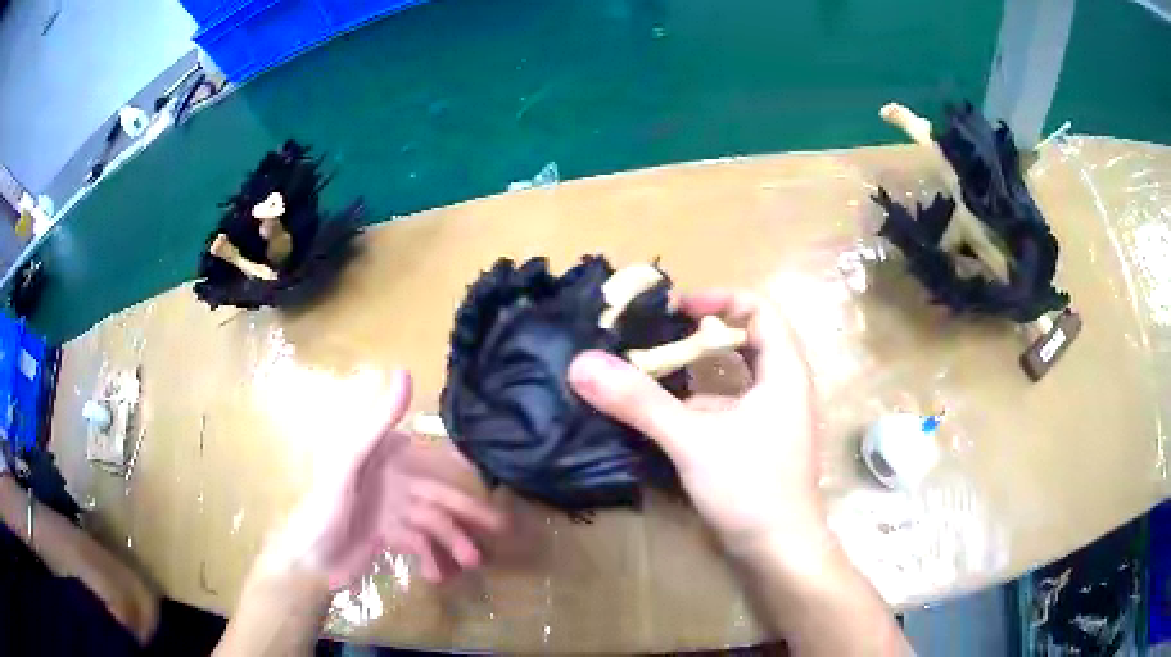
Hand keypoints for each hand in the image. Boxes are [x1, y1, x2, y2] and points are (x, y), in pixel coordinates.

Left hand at [258, 370, 503, 589]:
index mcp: (384, 457)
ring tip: (470, 563)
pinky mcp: (390, 537)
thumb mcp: (349, 462)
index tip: (491, 478)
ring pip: (434, 524)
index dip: (461, 467)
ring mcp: (392, 511)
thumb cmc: (325, 507)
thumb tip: (404, 371)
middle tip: (502, 528)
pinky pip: (420, 546)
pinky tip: (436, 575)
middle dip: (469, 513)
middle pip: (440, 495)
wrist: (311, 561)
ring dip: (454, 542)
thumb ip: (377, 421)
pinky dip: (432, 559)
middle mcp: (392, 481)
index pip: (431, 456)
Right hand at [568, 290, 820, 551]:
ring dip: (697, 372)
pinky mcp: (760, 443)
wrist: (780, 551)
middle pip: (747, 340)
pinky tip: (665, 417)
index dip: (719, 299)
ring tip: (652, 371)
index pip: (760, 309)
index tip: (677, 308)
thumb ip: (639, 402)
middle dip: (703, 334)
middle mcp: (784, 387)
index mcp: (784, 371)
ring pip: (736, 378)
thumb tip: (583, 364)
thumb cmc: (750, 488)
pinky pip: (730, 407)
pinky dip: (700, 404)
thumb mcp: (692, 440)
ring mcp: (774, 417)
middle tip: (659, 336)